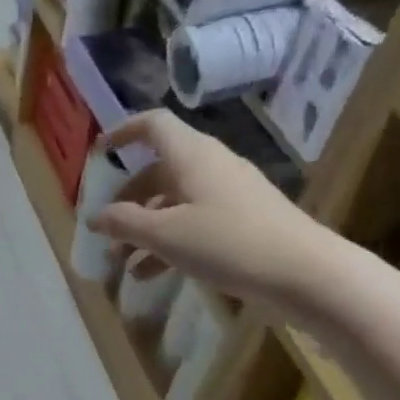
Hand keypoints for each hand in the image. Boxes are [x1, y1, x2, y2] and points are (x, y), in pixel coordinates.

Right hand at [92, 110, 332, 305]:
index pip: (153, 126)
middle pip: (158, 170)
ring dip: (143, 228)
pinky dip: (167, 242)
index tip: (98, 154)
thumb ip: (124, 223)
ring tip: (121, 262)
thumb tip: (95, 217)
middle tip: (106, 228)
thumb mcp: (165, 234)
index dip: (122, 133)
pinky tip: (149, 274)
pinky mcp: (241, 221)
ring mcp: (228, 194)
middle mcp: (210, 166)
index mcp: (192, 156)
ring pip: (173, 201)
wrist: (304, 272)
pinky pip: (192, 222)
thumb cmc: (227, 243)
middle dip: (127, 199)